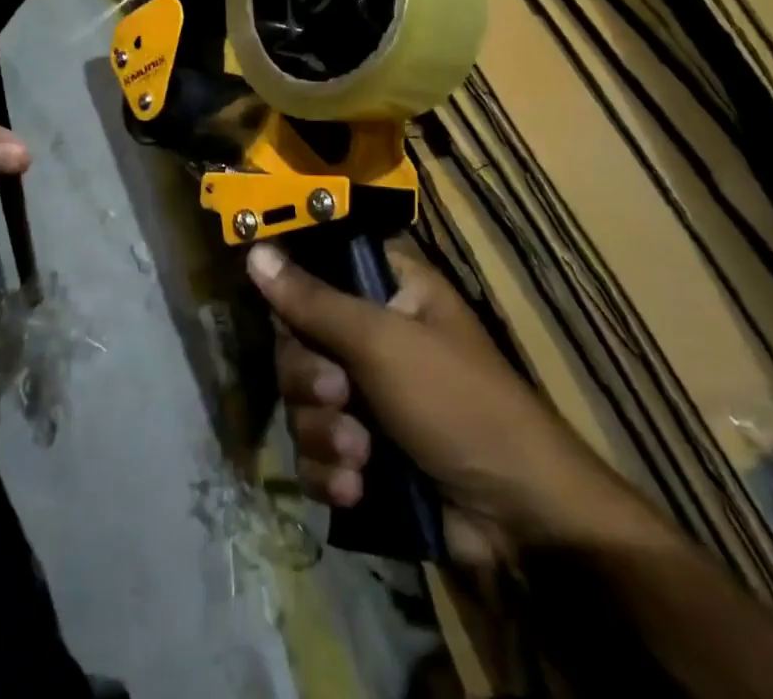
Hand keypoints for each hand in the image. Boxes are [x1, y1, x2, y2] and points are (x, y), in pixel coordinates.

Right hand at [252, 238, 663, 567]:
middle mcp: (374, 334)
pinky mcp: (364, 453)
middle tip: (339, 396)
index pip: (318, 268)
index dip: (294, 291)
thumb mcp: (382, 342)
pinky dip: (330, 472)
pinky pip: (316, 452)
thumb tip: (255, 251)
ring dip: (324, 434)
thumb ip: (313, 301)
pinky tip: (356, 489)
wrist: (517, 521)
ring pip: (303, 402)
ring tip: (360, 457)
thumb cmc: (457, 403)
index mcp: (389, 289)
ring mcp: (368, 396)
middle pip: (299, 341)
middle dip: (311, 381)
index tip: (284, 317)